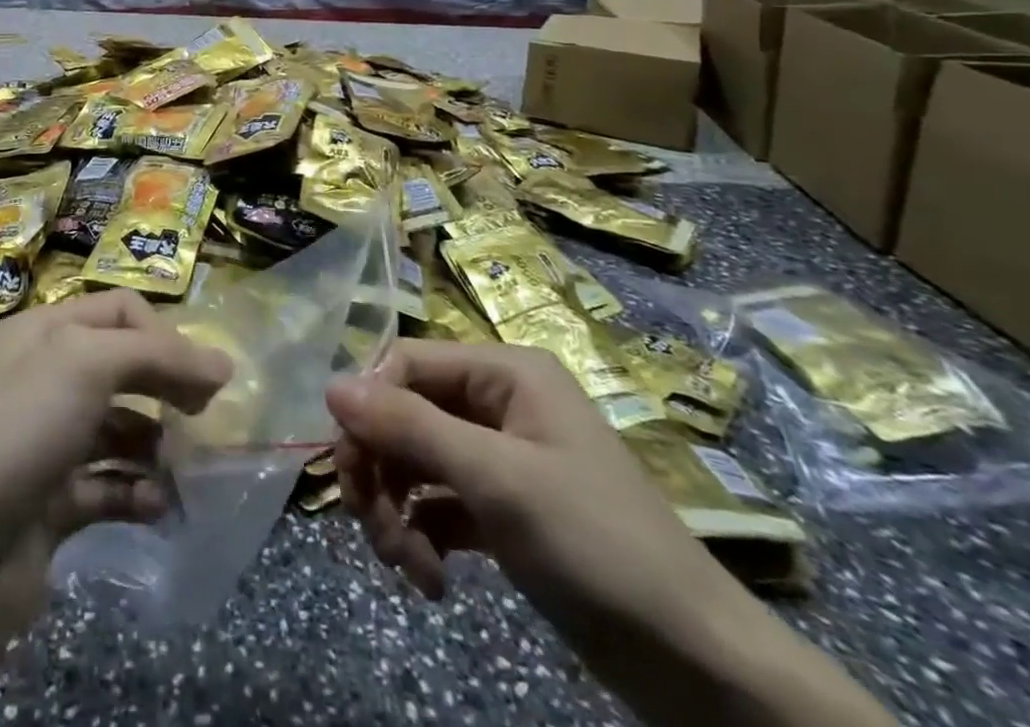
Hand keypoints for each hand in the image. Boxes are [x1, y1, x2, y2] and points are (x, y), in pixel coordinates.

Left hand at [0, 292, 231, 726]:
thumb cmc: (14, 434)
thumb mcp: (86, 365)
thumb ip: (157, 355)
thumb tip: (222, 365)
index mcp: (43, 332)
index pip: (119, 311)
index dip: (164, 333)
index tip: (200, 375)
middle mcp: (43, 379)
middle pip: (123, 367)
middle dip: (168, 387)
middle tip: (205, 420)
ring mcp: (45, 444)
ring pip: (120, 429)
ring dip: (159, 445)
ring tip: (190, 469)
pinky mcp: (48, 506)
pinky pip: (108, 488)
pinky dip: (138, 493)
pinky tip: (161, 507)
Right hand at [326, 340, 732, 647]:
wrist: (698, 665)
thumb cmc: (596, 546)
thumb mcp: (495, 480)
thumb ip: (409, 427)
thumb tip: (331, 385)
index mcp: (504, 371)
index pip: (405, 364)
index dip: (369, 409)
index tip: (350, 470)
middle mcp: (497, 400)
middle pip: (404, 413)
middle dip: (381, 471)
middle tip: (374, 530)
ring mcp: (500, 454)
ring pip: (415, 459)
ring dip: (397, 510)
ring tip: (409, 569)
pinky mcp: (502, 507)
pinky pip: (437, 501)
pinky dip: (423, 533)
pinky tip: (431, 579)